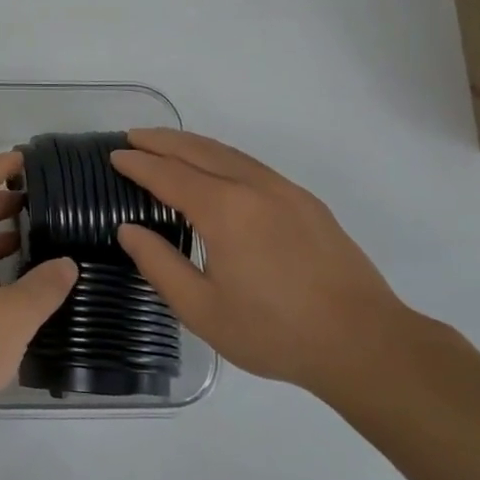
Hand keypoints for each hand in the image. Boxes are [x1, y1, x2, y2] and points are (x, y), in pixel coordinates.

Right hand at [110, 129, 412, 395]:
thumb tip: (128, 230)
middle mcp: (252, 187)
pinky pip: (251, 165)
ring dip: (191, 144)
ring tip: (166, 145)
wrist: (365, 344)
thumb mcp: (202, 309)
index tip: (115, 155)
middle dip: (161, 140)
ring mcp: (284, 190)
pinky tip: (215, 169)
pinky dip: (221, 156)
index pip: (168, 174)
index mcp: (224, 210)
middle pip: (197, 150)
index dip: (138, 164)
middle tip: (133, 136)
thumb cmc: (275, 332)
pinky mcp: (306, 202)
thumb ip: (159, 265)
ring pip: (227, 152)